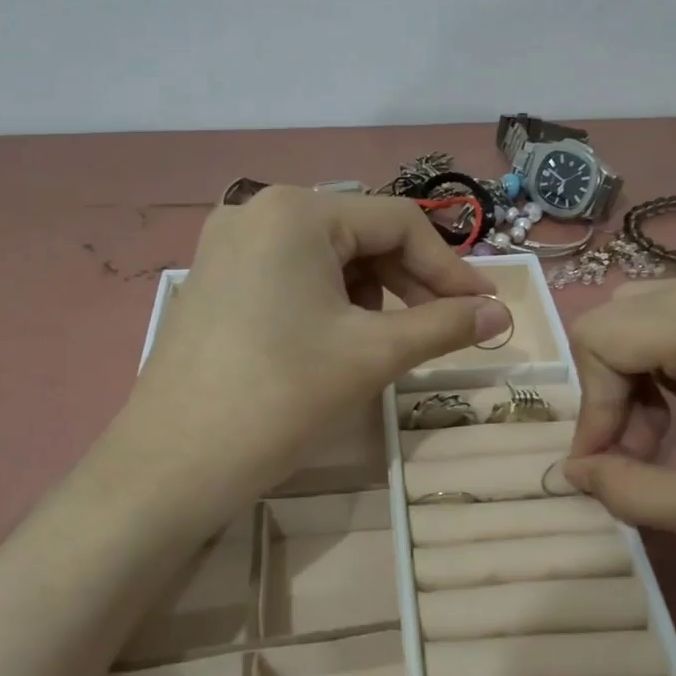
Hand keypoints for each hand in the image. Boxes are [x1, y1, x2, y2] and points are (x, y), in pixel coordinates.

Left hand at [111, 187, 506, 510]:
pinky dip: (329, 301)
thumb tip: (502, 315)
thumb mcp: (371, 354)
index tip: (483, 310)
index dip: (449, 267)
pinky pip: (290, 275)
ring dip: (372, 293)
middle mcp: (257, 210)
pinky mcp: (214, 280)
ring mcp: (228, 245)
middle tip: (444, 328)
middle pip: (360, 234)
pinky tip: (337, 341)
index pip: (399, 222)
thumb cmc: (280, 397)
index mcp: (296, 211)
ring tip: (386, 342)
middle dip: (410, 281)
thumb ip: (444, 325)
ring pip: (326, 256)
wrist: (173, 465)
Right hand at [562, 269, 675, 675]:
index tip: (605, 469)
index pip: (602, 337)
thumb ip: (632, 492)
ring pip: (652, 317)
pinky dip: (674, 368)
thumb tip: (575, 473)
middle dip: (612, 392)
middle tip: (639, 456)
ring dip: (640, 379)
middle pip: (622, 318)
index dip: (590, 406)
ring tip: (669, 444)